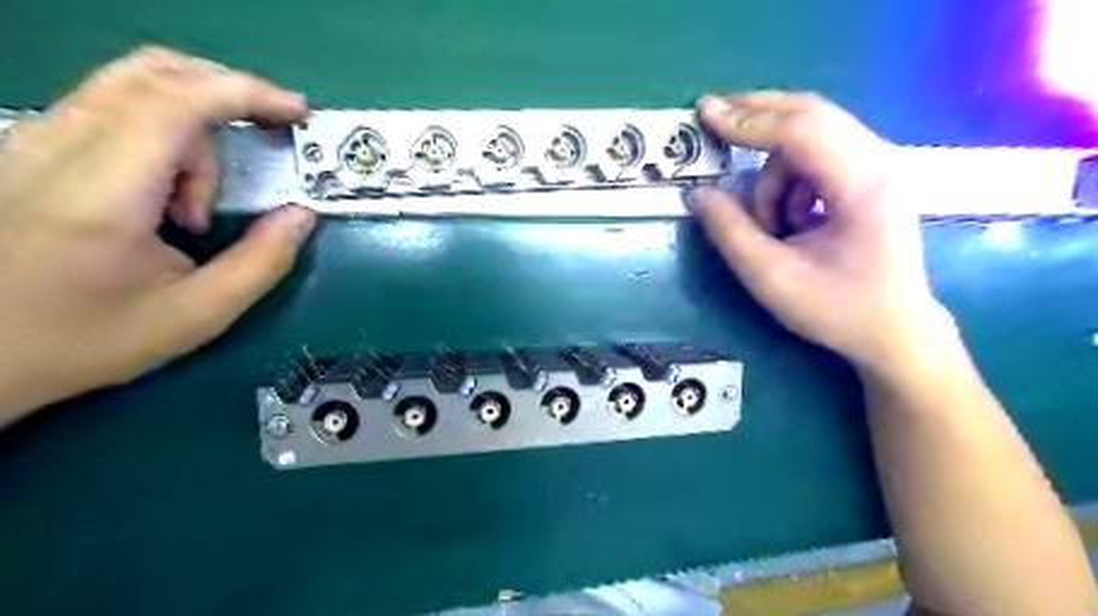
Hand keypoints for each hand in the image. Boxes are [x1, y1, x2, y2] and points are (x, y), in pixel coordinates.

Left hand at [0, 47, 317, 419]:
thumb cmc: (88, 337)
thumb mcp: (198, 314)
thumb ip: (262, 262)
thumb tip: (302, 214)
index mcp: (101, 193)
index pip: (175, 102)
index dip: (246, 92)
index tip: (298, 112)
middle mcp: (56, 147)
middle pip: (155, 74)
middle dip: (230, 94)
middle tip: (273, 131)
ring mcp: (34, 140)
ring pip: (135, 86)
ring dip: (198, 126)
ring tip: (204, 201)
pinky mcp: (31, 146)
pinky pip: (114, 107)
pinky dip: (168, 131)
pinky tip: (175, 189)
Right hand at [693, 92, 952, 370]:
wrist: (896, 332)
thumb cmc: (838, 310)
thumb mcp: (771, 277)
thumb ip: (730, 231)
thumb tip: (698, 192)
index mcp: (862, 185)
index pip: (799, 131)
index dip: (747, 120)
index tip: (704, 113)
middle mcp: (878, 161)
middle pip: (810, 114)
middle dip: (757, 115)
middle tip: (713, 115)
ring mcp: (878, 166)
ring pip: (810, 138)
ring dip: (774, 173)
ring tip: (770, 225)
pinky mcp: (870, 177)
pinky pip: (817, 157)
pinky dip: (789, 181)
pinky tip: (791, 220)